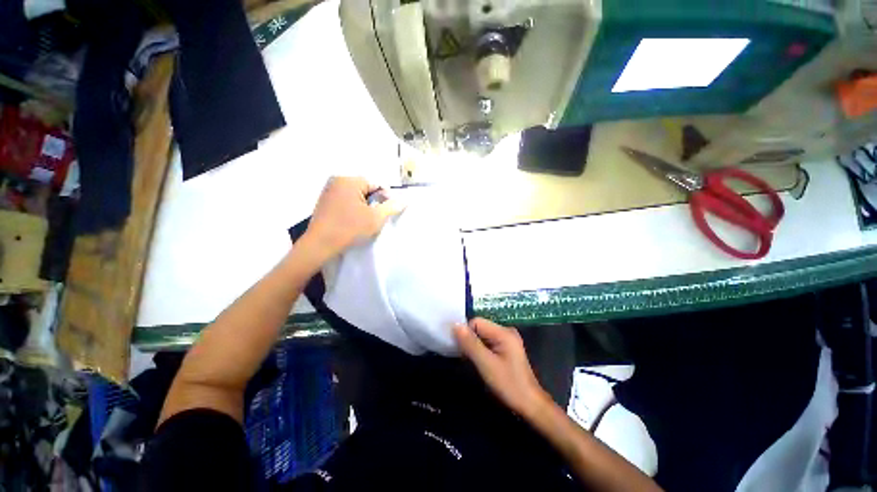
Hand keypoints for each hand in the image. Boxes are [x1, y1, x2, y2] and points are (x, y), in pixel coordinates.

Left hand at [304, 177, 402, 258]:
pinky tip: (353, 221)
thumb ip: (392, 207)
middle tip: (376, 217)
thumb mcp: (376, 218)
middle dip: (374, 201)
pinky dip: (353, 208)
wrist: (320, 245)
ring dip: (364, 205)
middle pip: (366, 188)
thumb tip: (405, 200)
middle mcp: (337, 180)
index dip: (386, 197)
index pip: (377, 184)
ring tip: (365, 220)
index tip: (388, 212)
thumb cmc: (349, 229)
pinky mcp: (324, 201)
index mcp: (349, 181)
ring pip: (356, 195)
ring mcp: (328, 190)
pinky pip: (345, 200)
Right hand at [453, 318, 550, 417]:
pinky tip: (479, 362)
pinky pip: (488, 342)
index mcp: (503, 332)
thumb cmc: (508, 384)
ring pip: (482, 336)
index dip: (466, 333)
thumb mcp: (486, 364)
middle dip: (469, 339)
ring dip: (474, 346)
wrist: (530, 404)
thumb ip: (470, 344)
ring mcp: (507, 340)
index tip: (460, 349)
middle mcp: (506, 331)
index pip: (476, 322)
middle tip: (465, 356)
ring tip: (471, 360)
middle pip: (479, 327)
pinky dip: (480, 350)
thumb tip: (455, 325)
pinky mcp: (506, 348)